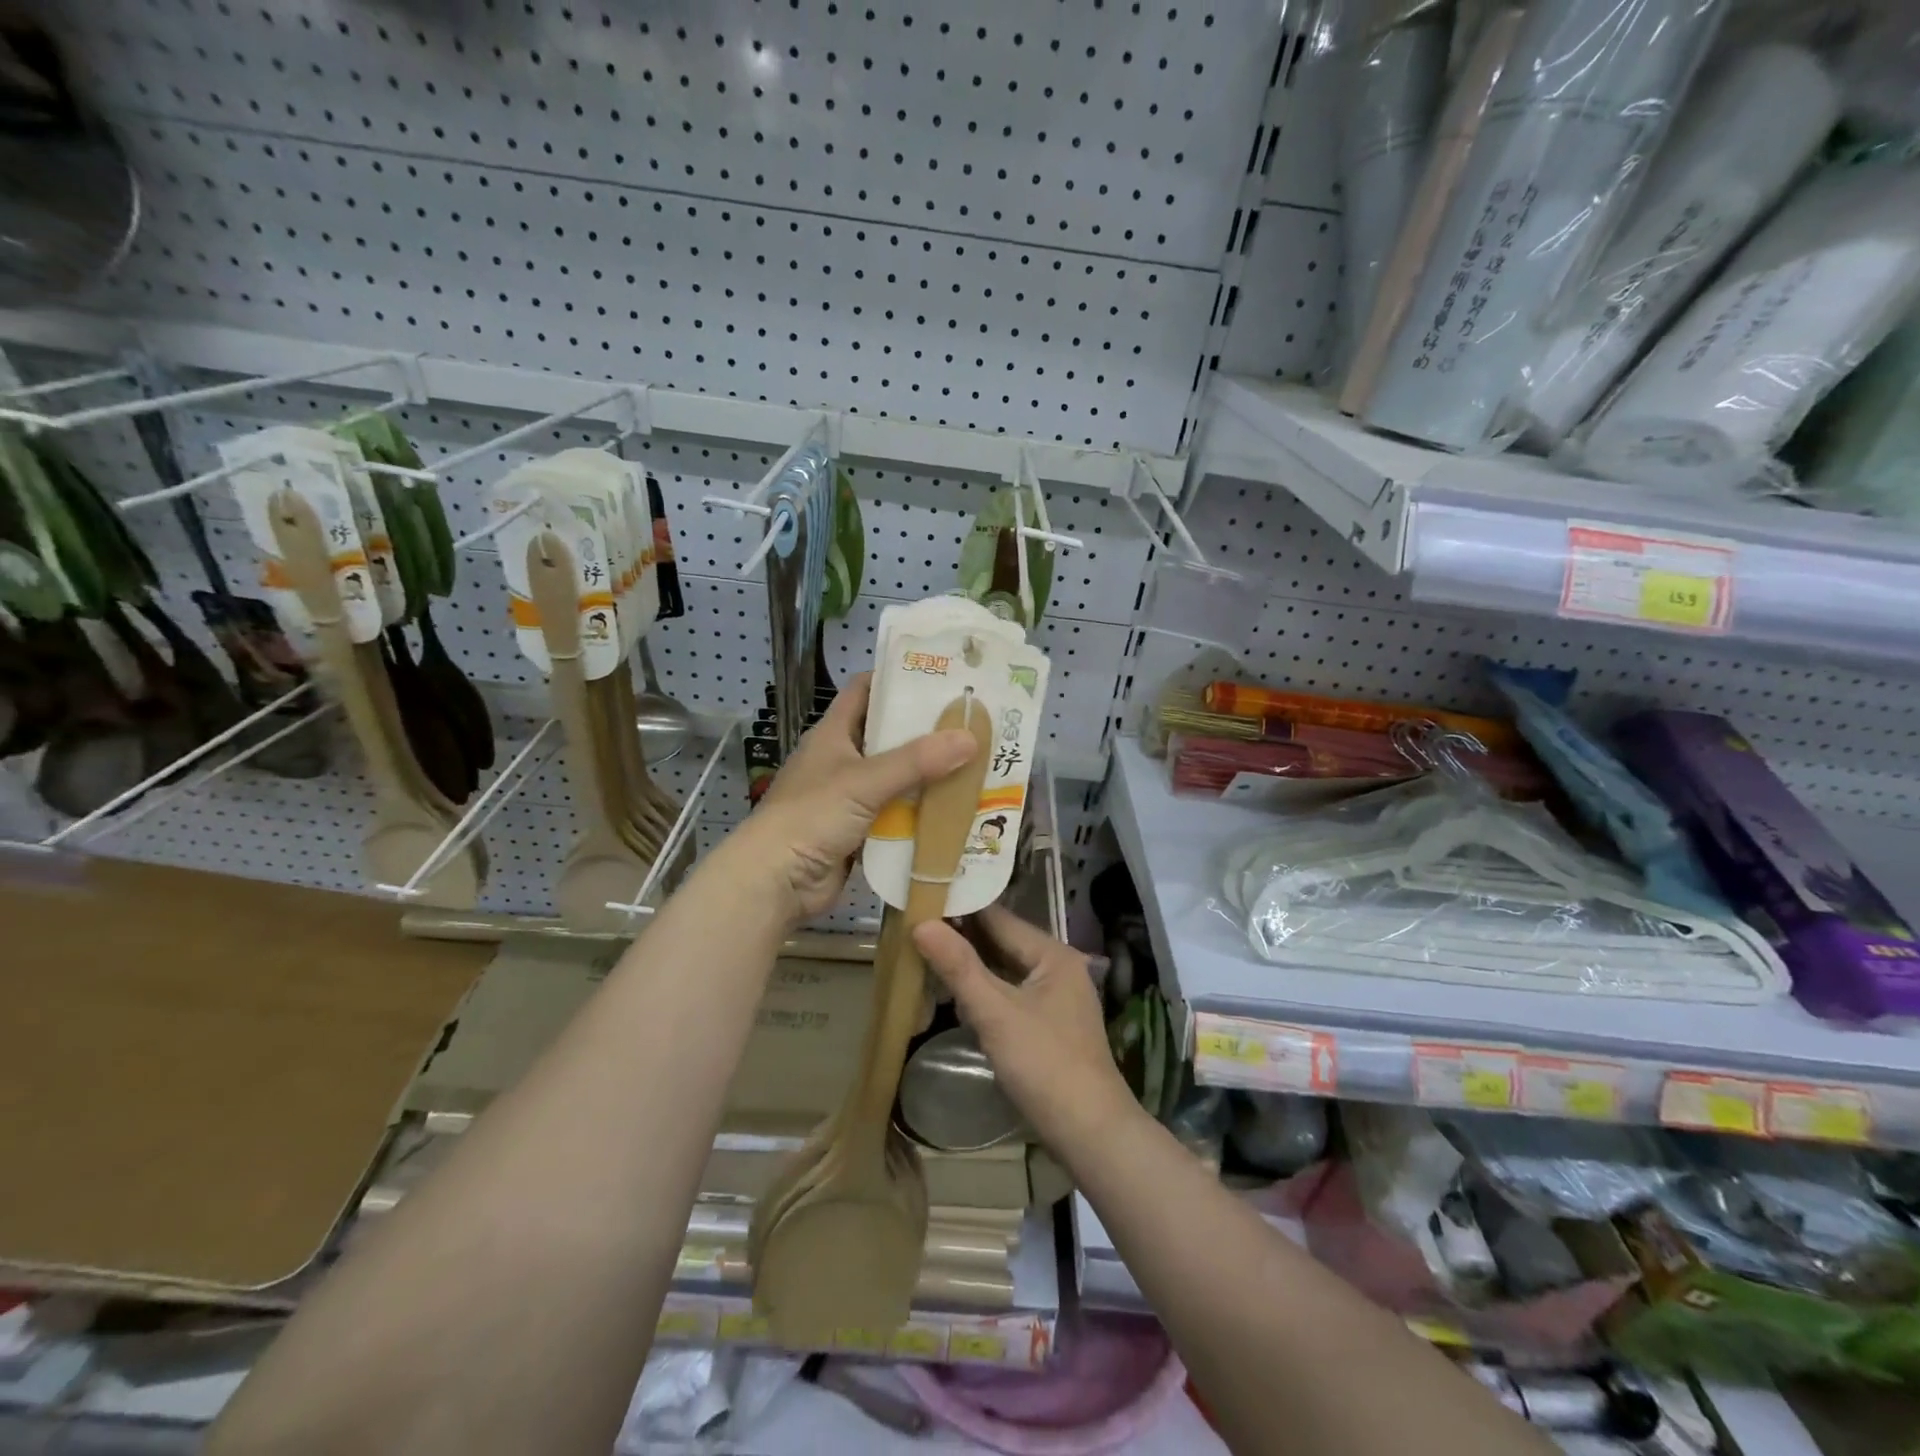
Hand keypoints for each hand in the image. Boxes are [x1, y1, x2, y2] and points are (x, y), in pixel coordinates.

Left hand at [739, 672, 977, 924]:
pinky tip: (957, 811)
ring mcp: (850, 798)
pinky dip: (921, 814)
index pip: (865, 691)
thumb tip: (971, 737)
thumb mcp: (864, 781)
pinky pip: (897, 816)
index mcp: (833, 733)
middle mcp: (842, 760)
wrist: (777, 882)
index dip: (898, 679)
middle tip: (974, 724)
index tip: (941, 677)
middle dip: (927, 732)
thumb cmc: (812, 817)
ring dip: (929, 776)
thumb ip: (917, 761)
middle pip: (889, 736)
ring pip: (897, 779)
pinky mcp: (859, 831)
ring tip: (978, 764)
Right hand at [914, 906, 1138, 1157]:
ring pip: (1005, 970)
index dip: (961, 908)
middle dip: (962, 938)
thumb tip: (922, 923)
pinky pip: (1010, 995)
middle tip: (915, 928)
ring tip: (926, 956)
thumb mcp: (995, 1013)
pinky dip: (985, 992)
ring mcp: (1056, 999)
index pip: (999, 918)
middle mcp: (1058, 968)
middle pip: (1003, 943)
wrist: (1092, 1134)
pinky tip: (957, 997)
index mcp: (1052, 954)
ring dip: (971, 967)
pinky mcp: (1050, 1026)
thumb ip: (959, 967)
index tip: (922, 899)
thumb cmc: (1045, 1065)